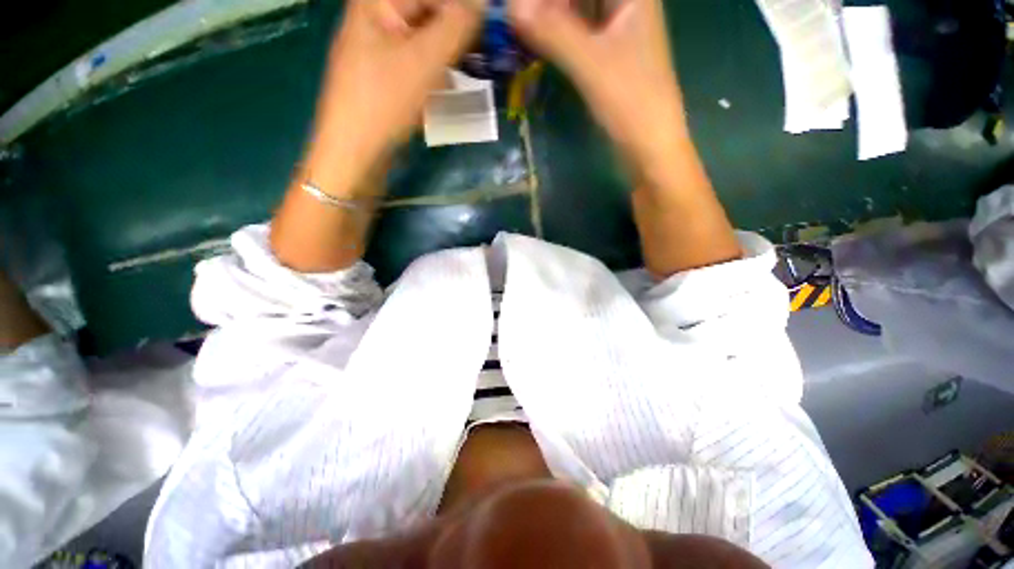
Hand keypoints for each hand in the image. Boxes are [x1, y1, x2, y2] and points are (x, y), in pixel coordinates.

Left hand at [309, 0, 484, 194]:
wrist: (355, 152)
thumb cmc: (385, 102)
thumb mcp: (426, 60)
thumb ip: (457, 24)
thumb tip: (484, 4)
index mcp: (377, 1)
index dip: (463, 9)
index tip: (488, 27)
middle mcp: (375, 17)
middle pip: (426, 14)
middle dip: (455, 34)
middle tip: (480, 54)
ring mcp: (378, 49)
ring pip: (424, 41)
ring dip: (448, 57)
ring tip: (465, 76)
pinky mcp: (384, 76)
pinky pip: (416, 64)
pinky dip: (434, 74)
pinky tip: (445, 91)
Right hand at [508, 0, 685, 168]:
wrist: (650, 147)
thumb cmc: (630, 102)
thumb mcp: (590, 64)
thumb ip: (552, 33)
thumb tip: (510, 7)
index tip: (522, 5)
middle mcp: (626, 6)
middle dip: (547, 4)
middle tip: (516, 16)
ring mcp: (618, 33)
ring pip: (578, 12)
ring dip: (550, 18)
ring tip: (520, 28)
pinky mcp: (608, 59)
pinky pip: (578, 35)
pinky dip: (558, 38)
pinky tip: (537, 44)